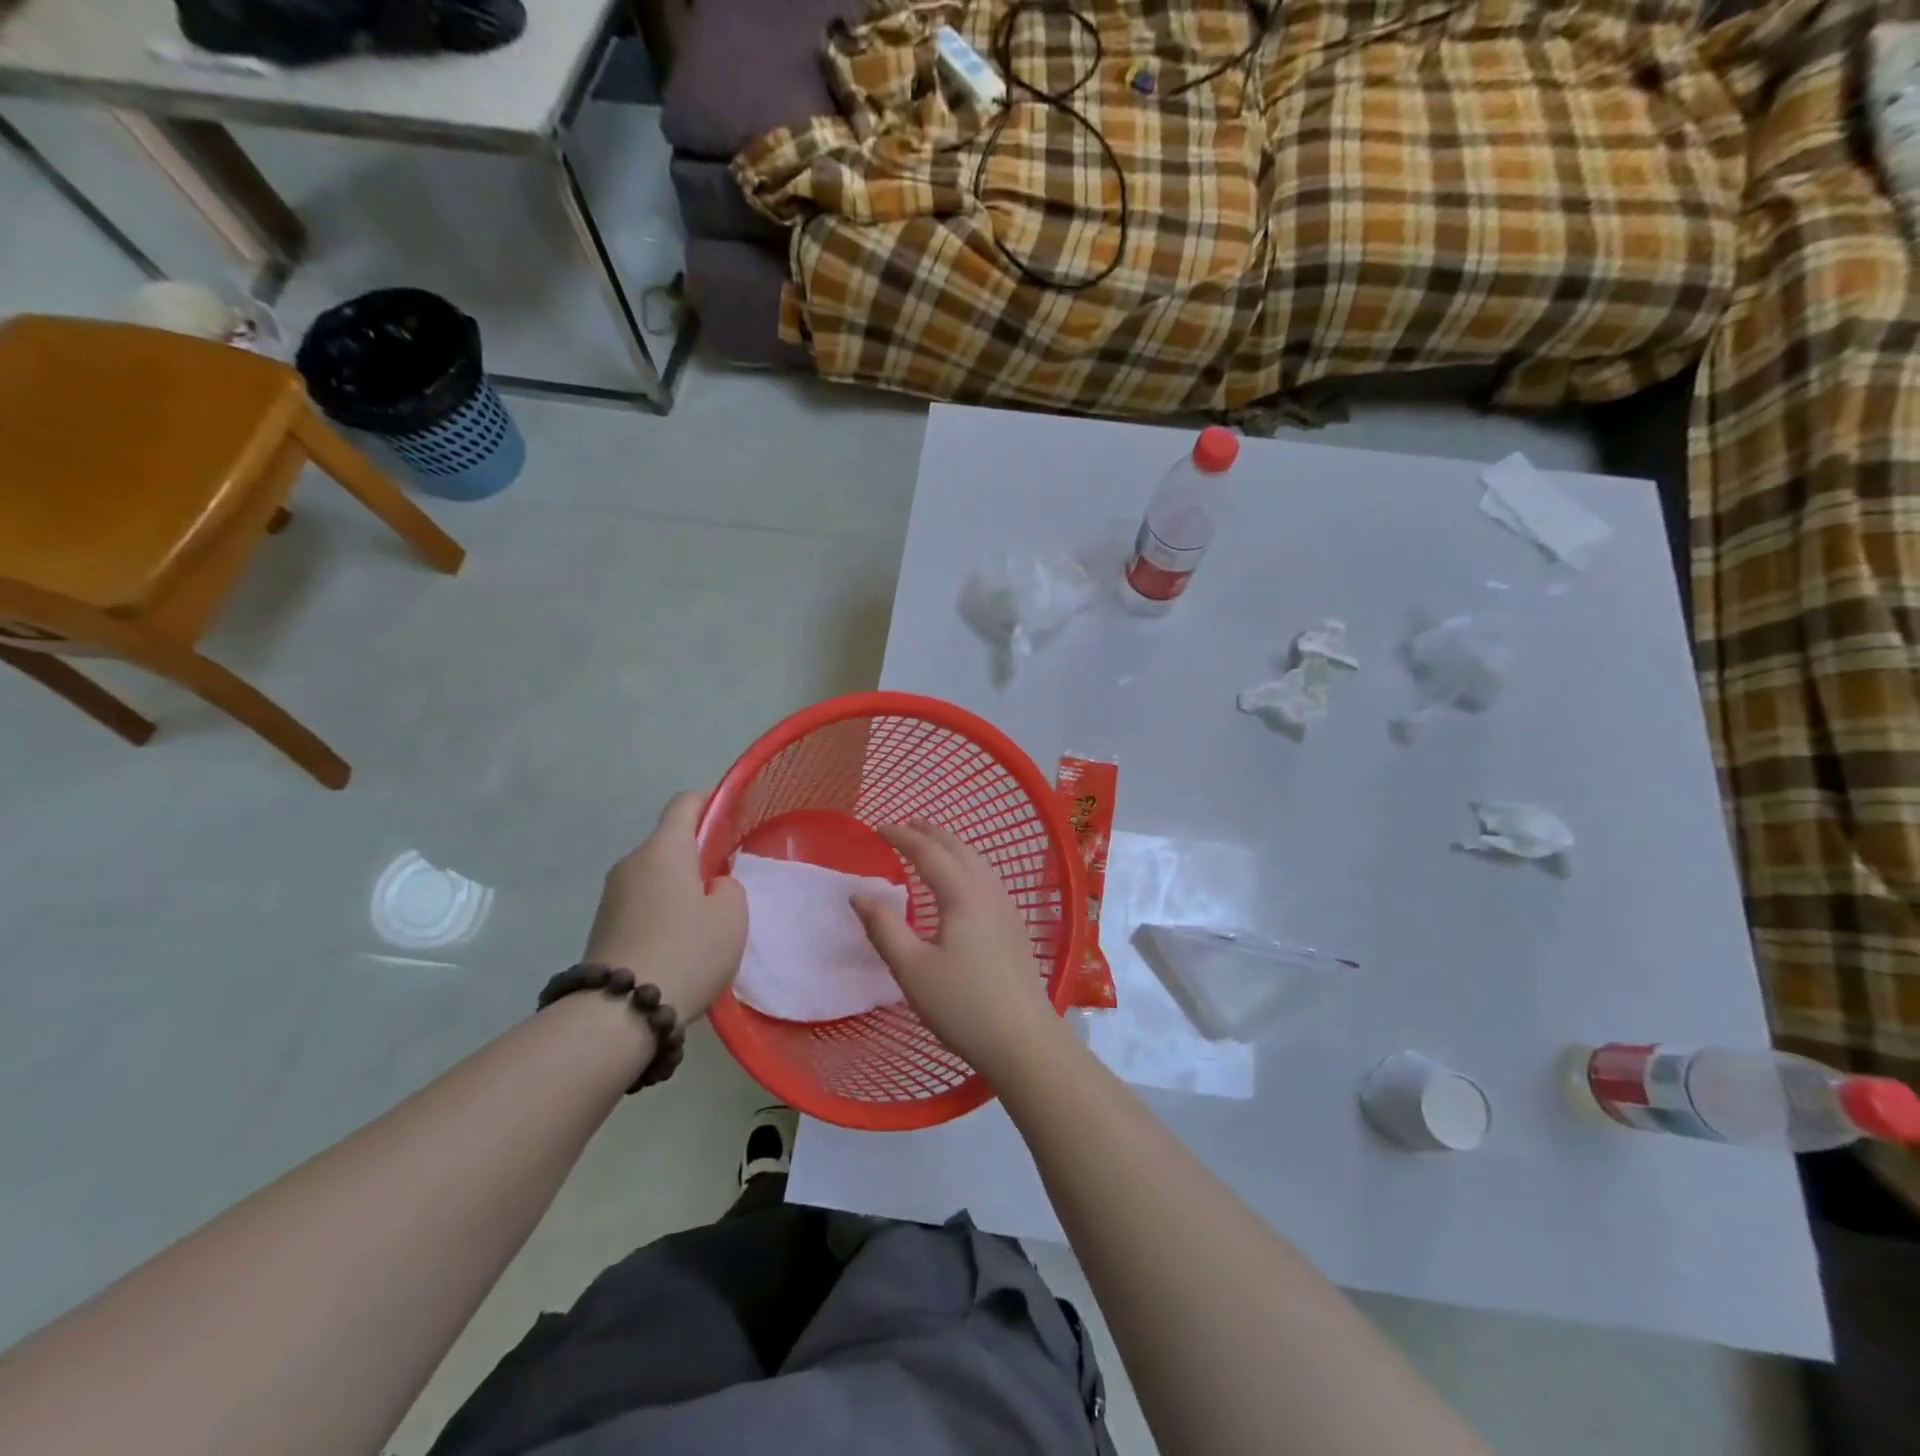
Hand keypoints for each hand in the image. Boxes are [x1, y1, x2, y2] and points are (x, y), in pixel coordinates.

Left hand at [584, 792, 746, 1020]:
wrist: (619, 1012)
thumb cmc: (687, 951)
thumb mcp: (732, 916)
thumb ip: (728, 887)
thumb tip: (710, 886)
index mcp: (665, 849)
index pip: (685, 803)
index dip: (710, 803)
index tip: (731, 820)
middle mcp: (632, 862)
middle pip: (670, 843)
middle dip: (698, 857)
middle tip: (726, 886)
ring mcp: (612, 896)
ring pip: (655, 876)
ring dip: (679, 889)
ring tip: (704, 924)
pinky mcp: (602, 926)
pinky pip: (641, 904)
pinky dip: (661, 914)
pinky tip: (679, 946)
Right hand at [851, 822, 1064, 1080]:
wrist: (1023, 1040)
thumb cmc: (962, 1005)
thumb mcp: (912, 970)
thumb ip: (884, 928)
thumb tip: (859, 894)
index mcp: (962, 895)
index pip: (929, 852)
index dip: (902, 836)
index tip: (878, 828)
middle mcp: (988, 891)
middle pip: (958, 848)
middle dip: (930, 832)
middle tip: (904, 826)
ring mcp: (1007, 907)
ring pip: (977, 861)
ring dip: (951, 845)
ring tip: (930, 845)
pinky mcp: (1014, 925)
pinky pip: (987, 877)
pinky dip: (966, 863)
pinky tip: (961, 881)